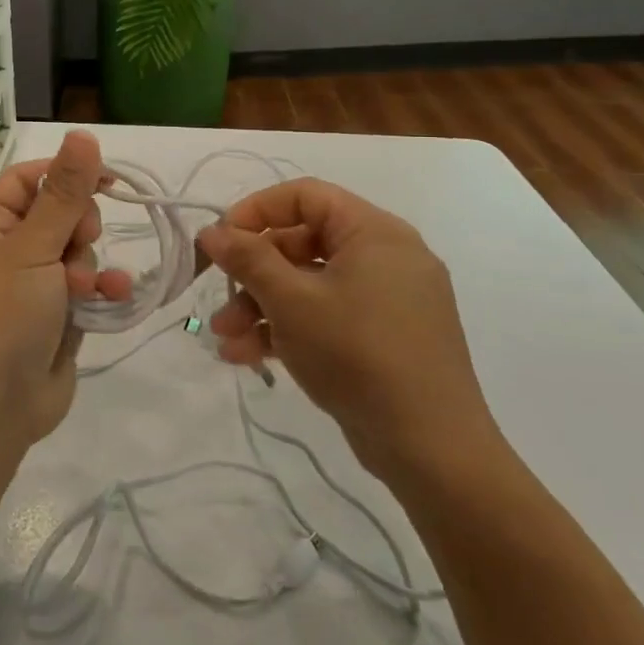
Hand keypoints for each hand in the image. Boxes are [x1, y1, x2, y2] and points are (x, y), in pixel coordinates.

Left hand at [0, 131, 131, 446]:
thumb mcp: (31, 248)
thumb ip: (64, 193)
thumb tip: (82, 133)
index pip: (28, 180)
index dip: (67, 173)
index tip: (109, 178)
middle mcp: (5, 253)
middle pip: (58, 216)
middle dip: (78, 229)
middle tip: (77, 246)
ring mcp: (30, 290)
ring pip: (76, 255)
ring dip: (90, 266)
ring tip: (82, 291)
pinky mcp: (53, 322)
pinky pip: (85, 293)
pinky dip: (101, 293)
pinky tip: (116, 297)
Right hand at [197, 179, 500, 490]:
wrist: (432, 448)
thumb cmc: (358, 354)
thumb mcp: (292, 302)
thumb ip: (248, 259)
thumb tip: (212, 231)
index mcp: (374, 232)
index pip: (305, 196)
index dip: (256, 211)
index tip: (221, 241)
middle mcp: (386, 256)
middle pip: (303, 243)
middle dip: (253, 274)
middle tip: (219, 300)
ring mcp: (388, 299)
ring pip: (311, 285)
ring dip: (263, 307)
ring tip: (226, 340)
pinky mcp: (386, 337)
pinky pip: (329, 315)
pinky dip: (291, 329)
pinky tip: (251, 357)